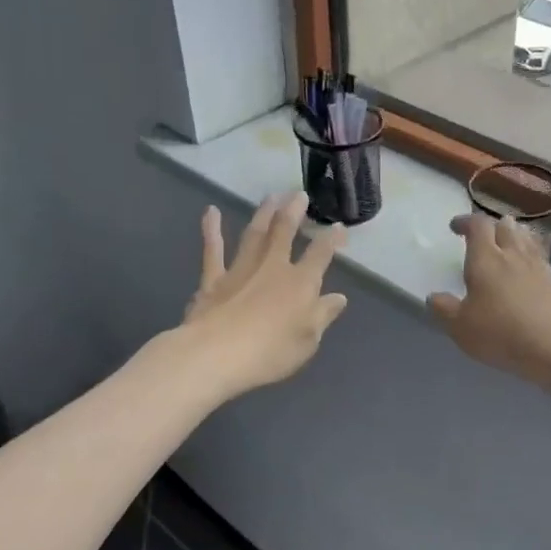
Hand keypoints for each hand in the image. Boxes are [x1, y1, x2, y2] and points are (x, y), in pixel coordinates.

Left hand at [181, 193, 348, 397]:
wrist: (216, 355)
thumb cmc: (270, 352)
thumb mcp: (308, 340)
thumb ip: (323, 315)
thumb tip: (338, 297)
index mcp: (301, 283)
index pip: (321, 254)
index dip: (332, 239)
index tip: (339, 226)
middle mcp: (273, 267)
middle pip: (285, 232)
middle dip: (294, 211)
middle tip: (299, 194)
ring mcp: (241, 270)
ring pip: (255, 233)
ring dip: (264, 213)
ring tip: (271, 196)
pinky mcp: (213, 279)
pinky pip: (213, 250)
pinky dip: (212, 230)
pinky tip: (211, 212)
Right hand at [428, 214, 550, 393]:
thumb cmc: (501, 333)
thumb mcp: (461, 327)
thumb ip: (444, 309)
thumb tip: (434, 297)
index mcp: (486, 259)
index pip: (477, 225)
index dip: (465, 222)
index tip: (455, 227)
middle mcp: (512, 255)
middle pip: (504, 226)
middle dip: (491, 226)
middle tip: (481, 236)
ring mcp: (536, 266)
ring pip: (524, 238)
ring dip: (513, 235)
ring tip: (505, 243)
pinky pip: (538, 256)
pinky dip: (528, 253)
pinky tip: (526, 266)